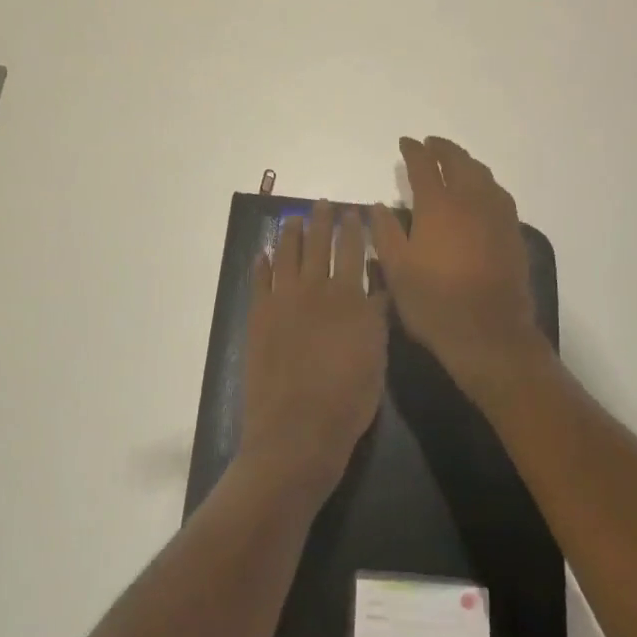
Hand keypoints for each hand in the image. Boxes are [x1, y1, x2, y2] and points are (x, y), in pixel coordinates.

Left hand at [239, 202, 388, 498]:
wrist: (297, 432)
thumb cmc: (348, 400)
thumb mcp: (377, 356)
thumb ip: (376, 315)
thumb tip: (378, 285)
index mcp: (348, 297)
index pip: (352, 250)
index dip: (353, 228)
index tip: (353, 211)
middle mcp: (314, 290)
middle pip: (317, 244)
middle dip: (321, 221)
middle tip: (321, 204)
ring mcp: (282, 302)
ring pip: (286, 255)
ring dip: (290, 233)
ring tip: (292, 219)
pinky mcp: (258, 317)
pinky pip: (259, 282)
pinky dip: (261, 265)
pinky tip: (262, 254)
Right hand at [369, 137, 550, 409]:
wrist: (489, 333)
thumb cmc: (434, 303)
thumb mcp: (397, 270)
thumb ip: (386, 233)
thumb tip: (379, 206)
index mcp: (438, 206)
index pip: (424, 166)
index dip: (413, 151)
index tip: (405, 142)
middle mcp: (470, 201)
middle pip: (458, 162)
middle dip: (443, 148)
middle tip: (430, 144)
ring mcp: (496, 215)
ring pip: (482, 174)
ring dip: (466, 162)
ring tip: (454, 162)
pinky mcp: (513, 231)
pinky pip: (498, 193)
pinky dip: (484, 182)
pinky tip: (480, 192)